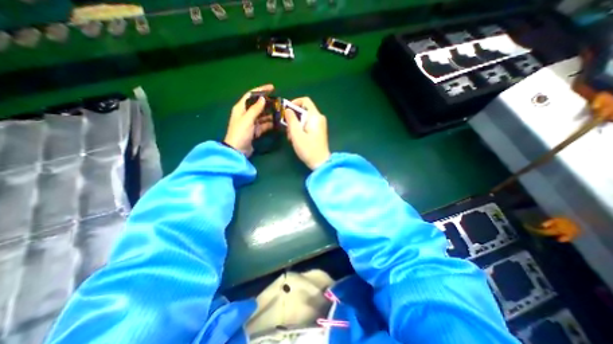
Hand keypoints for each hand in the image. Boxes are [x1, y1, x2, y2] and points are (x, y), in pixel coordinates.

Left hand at [224, 83, 273, 155]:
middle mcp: (246, 114)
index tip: (272, 88)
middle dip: (268, 104)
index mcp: (241, 108)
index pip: (251, 95)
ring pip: (262, 115)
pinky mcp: (255, 131)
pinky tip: (277, 123)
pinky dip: (270, 124)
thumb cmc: (240, 133)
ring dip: (270, 114)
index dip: (261, 90)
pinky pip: (264, 125)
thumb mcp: (247, 119)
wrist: (237, 150)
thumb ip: (255, 109)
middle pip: (258, 105)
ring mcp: (251, 123)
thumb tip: (262, 98)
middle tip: (279, 103)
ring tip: (280, 113)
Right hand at [286, 97, 332, 168]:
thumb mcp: (296, 134)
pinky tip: (296, 140)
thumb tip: (288, 109)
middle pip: (303, 111)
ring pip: (304, 120)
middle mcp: (319, 118)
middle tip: (287, 130)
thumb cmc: (308, 149)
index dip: (294, 102)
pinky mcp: (318, 132)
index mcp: (315, 116)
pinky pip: (307, 126)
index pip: (305, 101)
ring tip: (291, 138)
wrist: (320, 163)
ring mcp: (319, 125)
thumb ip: (291, 120)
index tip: (286, 111)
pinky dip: (300, 130)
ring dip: (295, 127)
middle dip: (293, 119)